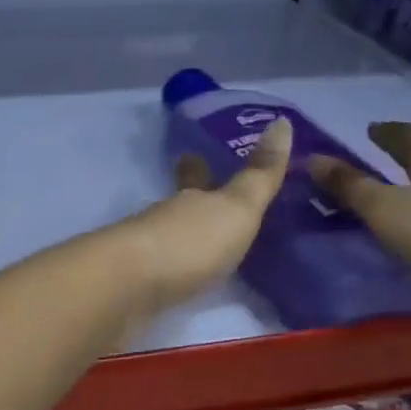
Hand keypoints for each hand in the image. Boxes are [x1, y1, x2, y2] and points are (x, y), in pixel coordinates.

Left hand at [116, 118, 291, 315]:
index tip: (193, 154)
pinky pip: (157, 274)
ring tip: (201, 248)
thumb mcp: (236, 208)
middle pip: (178, 208)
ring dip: (181, 240)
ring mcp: (145, 254)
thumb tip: (282, 121)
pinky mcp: (134, 287)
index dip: (197, 165)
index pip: (194, 175)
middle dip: (190, 204)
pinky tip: (177, 281)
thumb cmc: (189, 242)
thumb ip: (259, 175)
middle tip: (202, 201)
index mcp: (190, 199)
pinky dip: (169, 273)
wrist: (128, 288)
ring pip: (166, 239)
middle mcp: (164, 221)